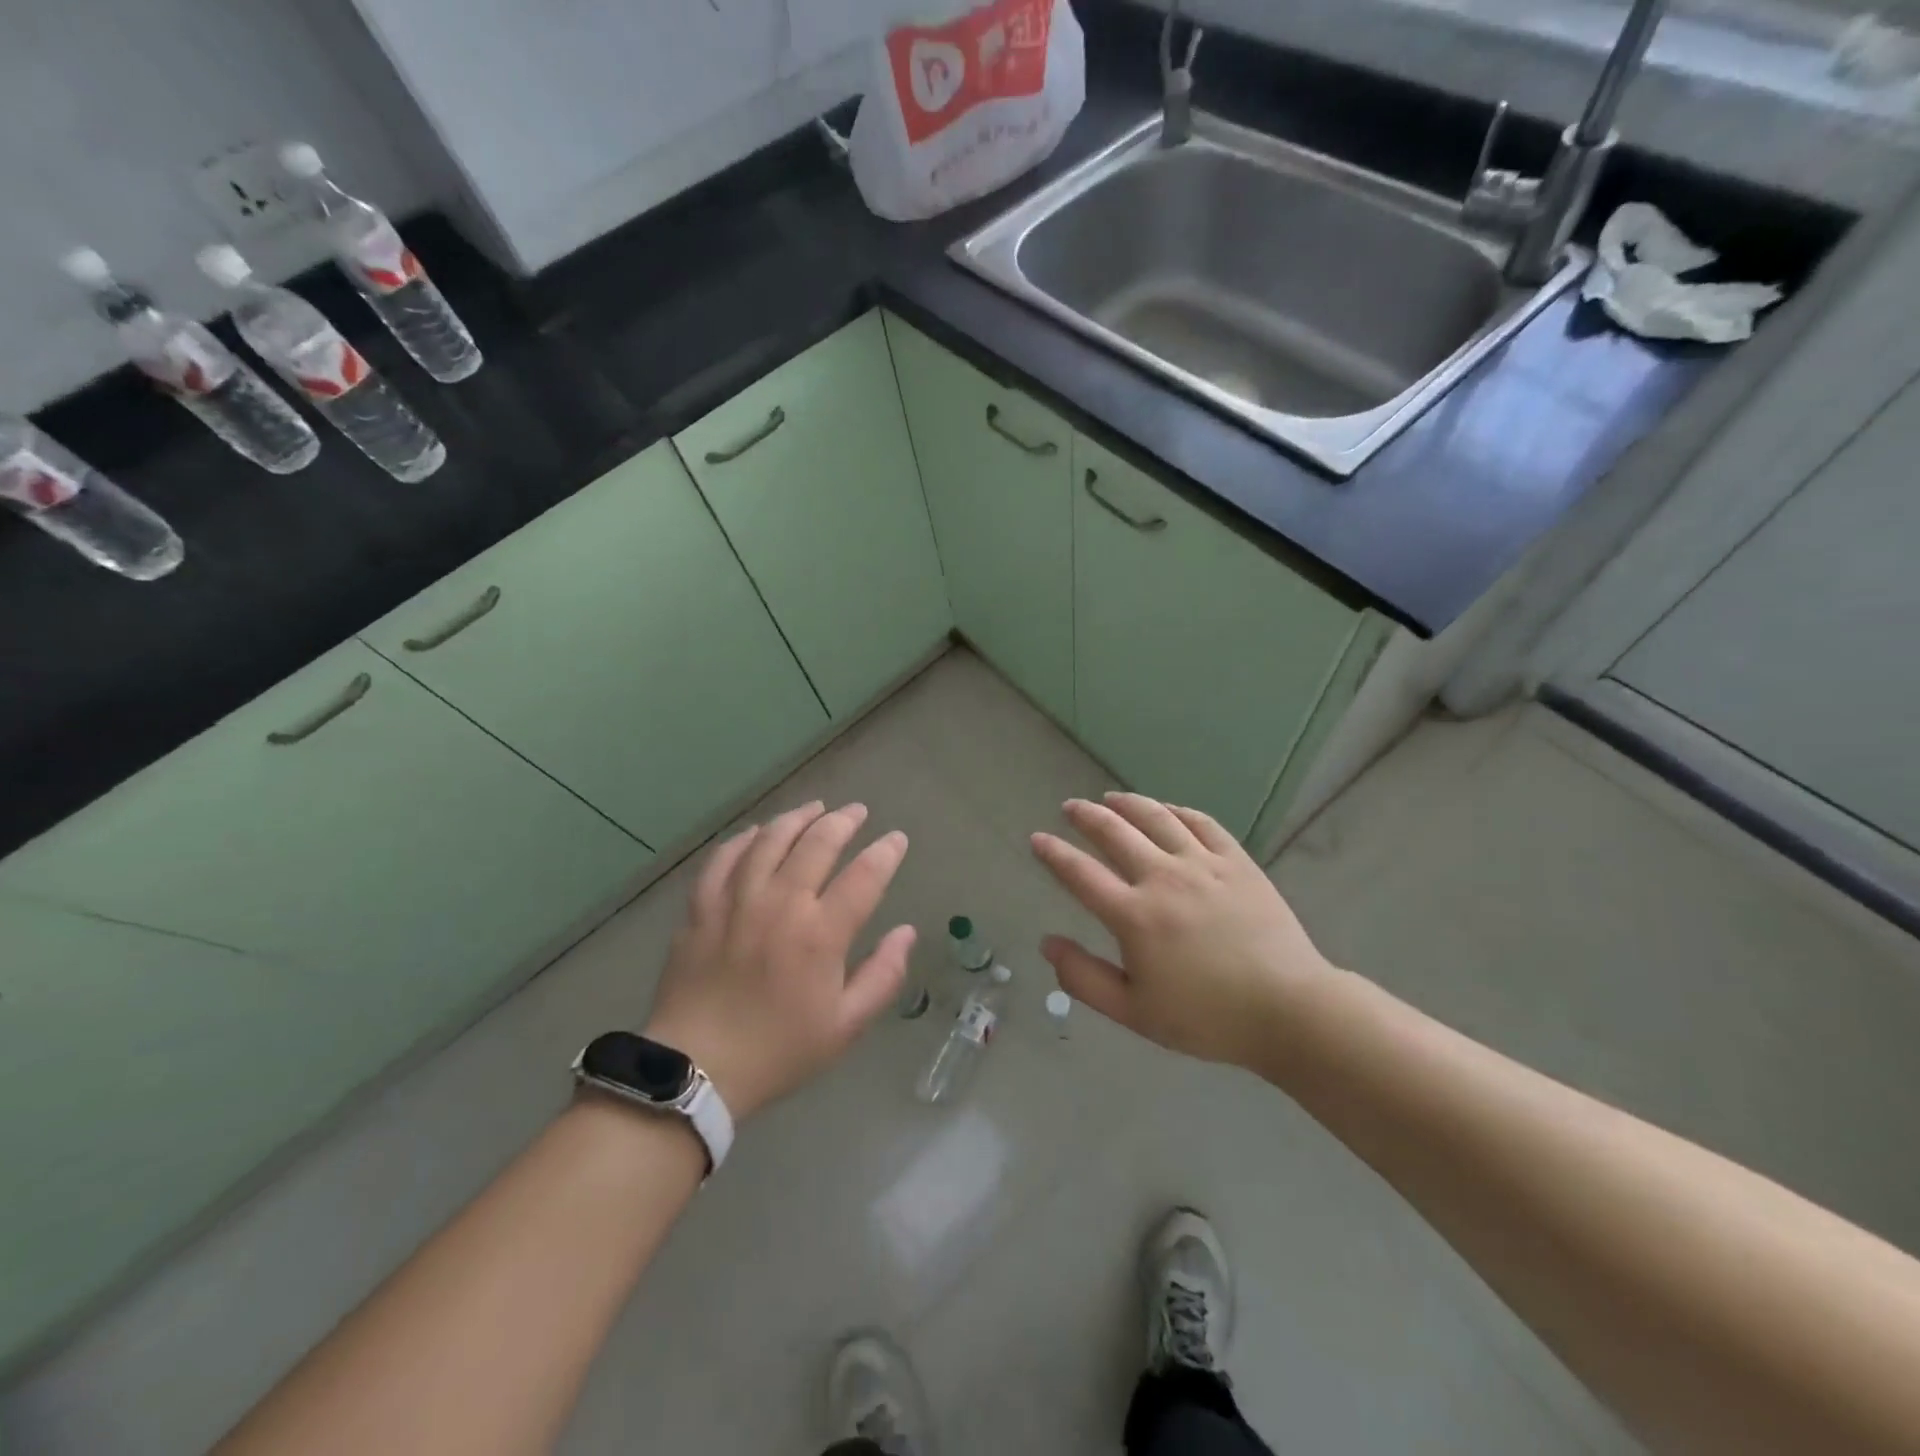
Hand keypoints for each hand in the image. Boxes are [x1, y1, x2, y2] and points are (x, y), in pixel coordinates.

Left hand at [643, 801, 914, 1122]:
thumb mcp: (845, 1026)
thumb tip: (907, 932)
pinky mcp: (702, 907)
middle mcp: (781, 904)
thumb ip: (883, 976)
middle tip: (857, 812)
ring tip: (815, 809)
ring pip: (770, 839)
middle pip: (817, 843)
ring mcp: (737, 901)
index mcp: (820, 934)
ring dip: (797, 818)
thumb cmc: (779, 1051)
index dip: (886, 852)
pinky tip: (758, 832)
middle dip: (844, 821)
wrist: (697, 1069)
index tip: (896, 839)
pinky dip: (746, 838)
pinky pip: (724, 857)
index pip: (864, 876)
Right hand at [1031, 792, 1336, 1069]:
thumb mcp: (1134, 1012)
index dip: (1054, 854)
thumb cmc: (1207, 1018)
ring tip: (1110, 797)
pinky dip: (1178, 811)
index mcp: (1134, 916)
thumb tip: (1048, 943)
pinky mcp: (1237, 862)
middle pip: (1114, 833)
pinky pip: (1202, 823)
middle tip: (1071, 806)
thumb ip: (1083, 978)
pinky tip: (1167, 809)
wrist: (1289, 1010)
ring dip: (1128, 803)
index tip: (1037, 839)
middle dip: (1086, 816)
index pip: (1080, 874)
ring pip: (1157, 818)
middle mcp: (1163, 878)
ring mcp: (1203, 865)